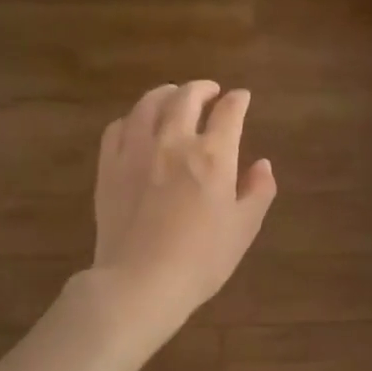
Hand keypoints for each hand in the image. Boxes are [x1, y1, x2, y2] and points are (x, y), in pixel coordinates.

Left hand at [88, 81, 275, 348]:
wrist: (140, 282)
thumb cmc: (202, 259)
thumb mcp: (244, 228)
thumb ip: (258, 191)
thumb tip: (263, 165)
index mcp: (213, 155)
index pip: (229, 112)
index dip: (238, 100)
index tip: (242, 98)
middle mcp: (173, 142)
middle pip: (186, 98)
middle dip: (202, 88)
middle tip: (210, 91)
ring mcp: (136, 151)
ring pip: (148, 105)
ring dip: (165, 94)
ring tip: (173, 96)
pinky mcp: (109, 167)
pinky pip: (118, 128)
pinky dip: (133, 118)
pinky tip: (137, 125)